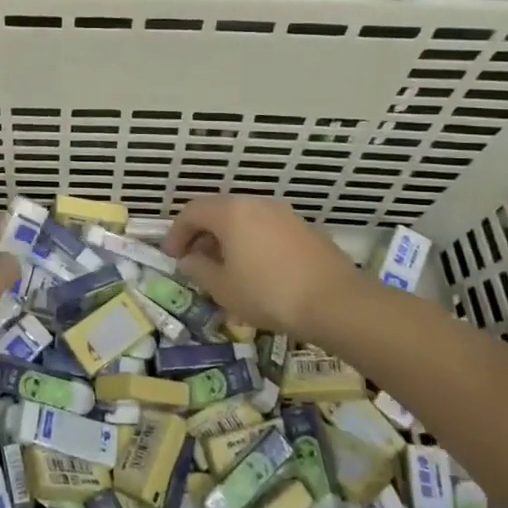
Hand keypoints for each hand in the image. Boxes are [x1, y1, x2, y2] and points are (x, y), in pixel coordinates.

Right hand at [164, 195, 372, 340]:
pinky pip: (268, 229)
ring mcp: (285, 214)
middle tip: (195, 260)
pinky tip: (258, 269)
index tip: (171, 256)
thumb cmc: (269, 294)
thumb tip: (189, 260)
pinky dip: (253, 242)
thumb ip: (199, 270)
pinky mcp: (306, 229)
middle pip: (219, 211)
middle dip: (202, 234)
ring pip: (246, 219)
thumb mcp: (223, 288)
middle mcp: (257, 204)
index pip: (192, 211)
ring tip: (226, 267)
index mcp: (231, 213)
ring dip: (229, 238)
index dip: (176, 232)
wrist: (336, 302)